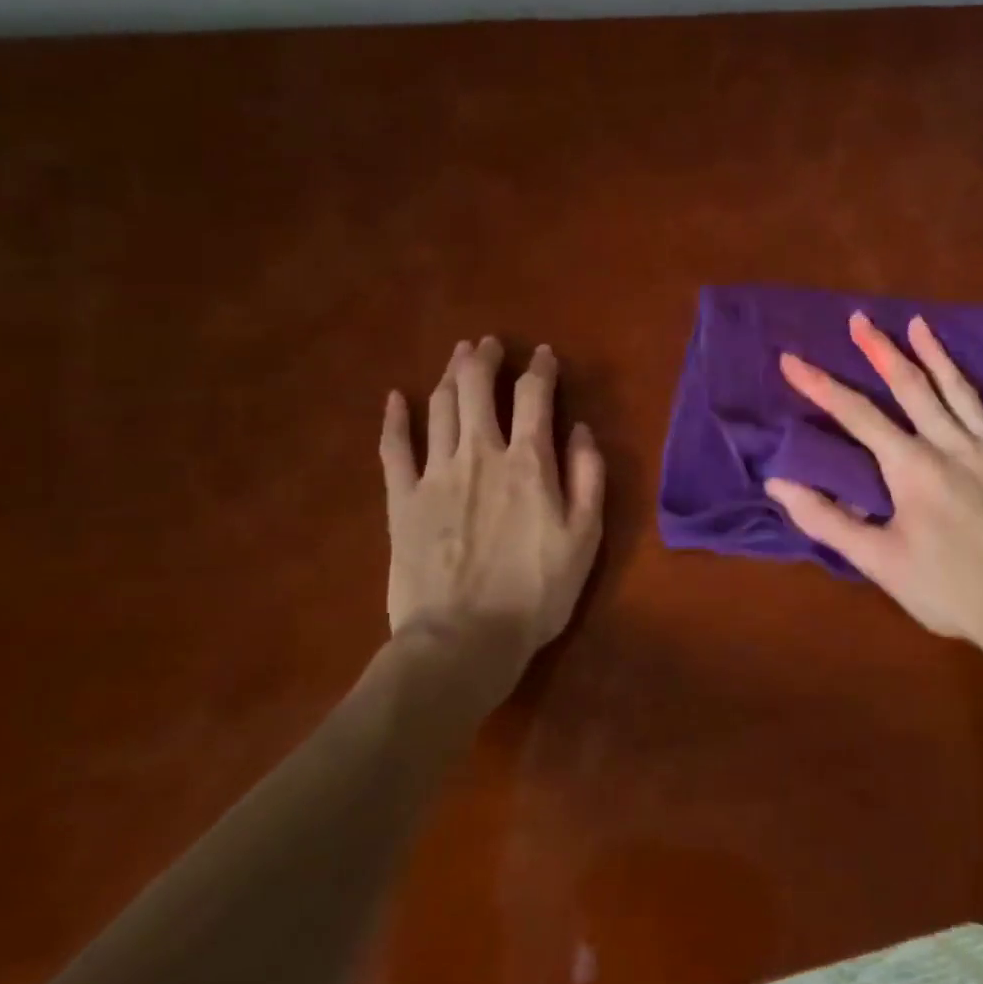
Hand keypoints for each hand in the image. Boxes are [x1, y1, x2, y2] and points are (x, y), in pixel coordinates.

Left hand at [379, 337, 604, 683]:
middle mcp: (480, 454)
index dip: (541, 370)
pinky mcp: (401, 500)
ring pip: (440, 407)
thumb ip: (588, 478)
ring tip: (458, 356)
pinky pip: (394, 448)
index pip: (535, 398)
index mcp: (528, 463)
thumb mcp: (585, 538)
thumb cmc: (536, 593)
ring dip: (450, 375)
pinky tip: (395, 397)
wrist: (463, 640)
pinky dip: (394, 418)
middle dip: (485, 359)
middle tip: (488, 343)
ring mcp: (435, 474)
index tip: (544, 355)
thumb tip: (581, 430)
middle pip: (478, 389)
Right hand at [765, 312, 982, 670]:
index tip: (792, 359)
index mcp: (912, 466)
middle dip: (881, 351)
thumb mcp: (878, 561)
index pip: (857, 415)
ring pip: (963, 392)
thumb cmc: (947, 588)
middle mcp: (952, 445)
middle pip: (912, 387)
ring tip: (920, 324)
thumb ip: (827, 520)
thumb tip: (778, 484)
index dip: (821, 385)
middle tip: (861, 318)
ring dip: (939, 356)